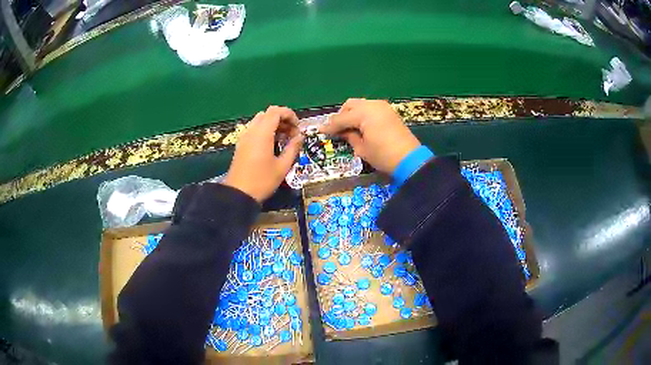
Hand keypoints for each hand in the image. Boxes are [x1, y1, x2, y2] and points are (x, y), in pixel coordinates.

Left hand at [223, 106, 303, 201]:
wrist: (238, 194)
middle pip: (268, 114)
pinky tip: (272, 145)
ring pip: (260, 120)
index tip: (297, 128)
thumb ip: (293, 148)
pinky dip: (265, 131)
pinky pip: (254, 129)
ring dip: (274, 125)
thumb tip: (300, 136)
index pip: (276, 111)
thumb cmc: (262, 181)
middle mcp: (252, 131)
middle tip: (292, 134)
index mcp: (262, 133)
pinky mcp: (241, 144)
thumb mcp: (283, 166)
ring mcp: (244, 137)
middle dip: (282, 119)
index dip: (289, 115)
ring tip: (283, 140)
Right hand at [319, 99, 420, 174]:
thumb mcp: (362, 148)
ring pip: (361, 104)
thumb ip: (350, 136)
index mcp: (364, 113)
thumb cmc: (383, 155)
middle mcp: (373, 105)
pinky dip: (363, 114)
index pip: (342, 118)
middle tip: (336, 129)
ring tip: (348, 128)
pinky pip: (371, 108)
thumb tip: (342, 132)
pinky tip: (360, 125)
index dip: (330, 126)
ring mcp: (382, 106)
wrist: (410, 159)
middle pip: (350, 105)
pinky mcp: (389, 112)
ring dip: (352, 114)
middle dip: (341, 116)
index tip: (320, 130)